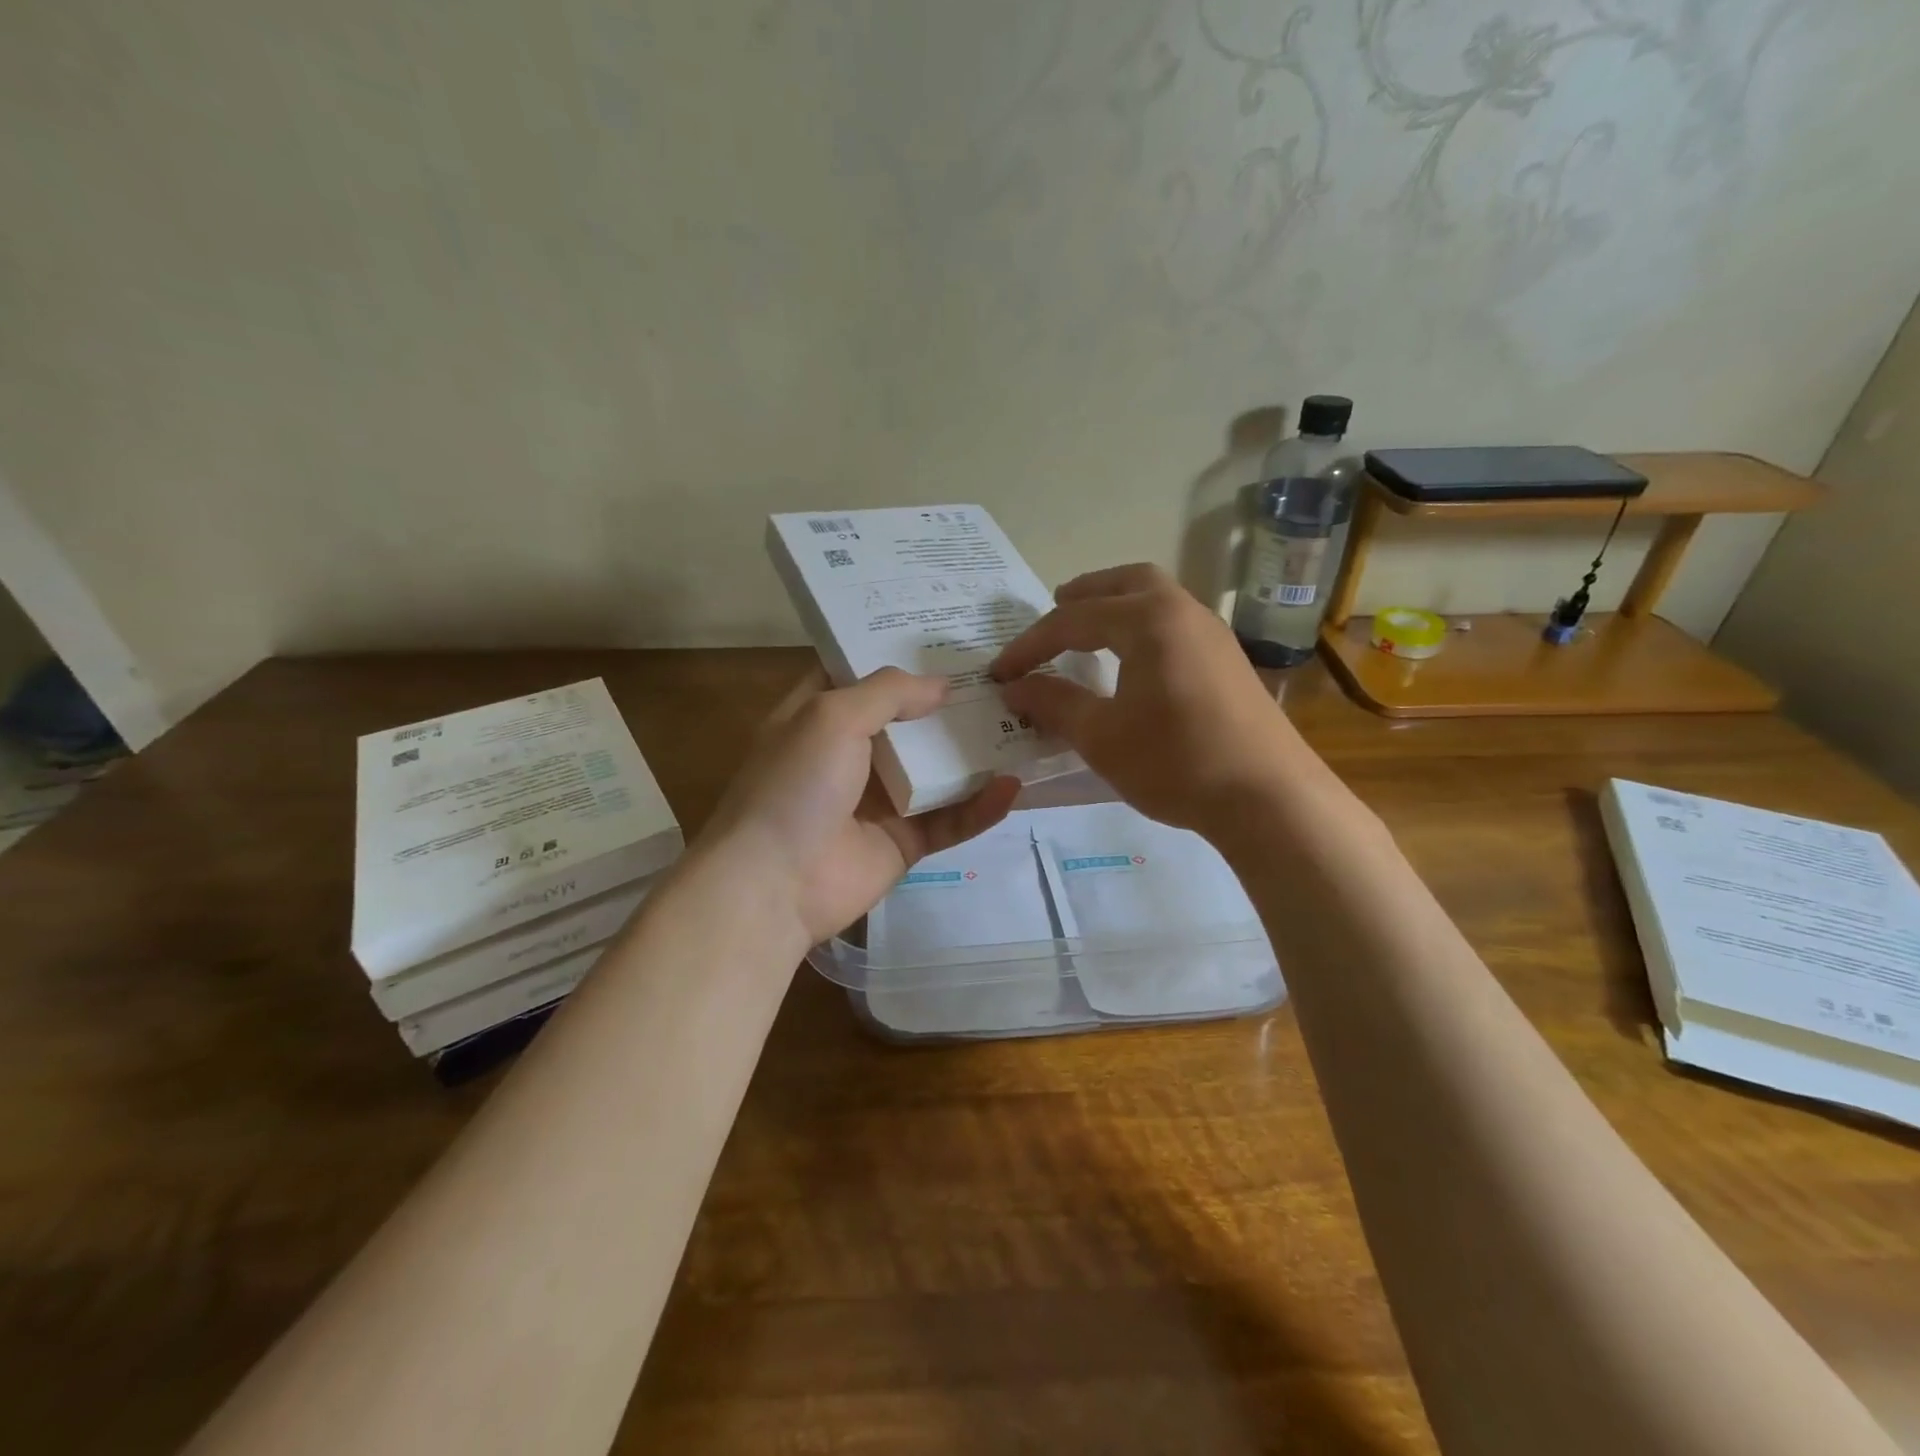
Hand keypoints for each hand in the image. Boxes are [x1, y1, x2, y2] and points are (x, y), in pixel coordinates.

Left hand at [699, 667, 1020, 946]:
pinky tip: (1011, 788)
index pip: (865, 675)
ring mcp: (881, 801)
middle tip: (1005, 678)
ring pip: (938, 771)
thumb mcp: (832, 716)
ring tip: (1024, 726)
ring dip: (976, 753)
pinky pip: (950, 820)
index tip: (949, 637)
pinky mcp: (904, 843)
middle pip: (911, 722)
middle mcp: (853, 754)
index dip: (902, 655)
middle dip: (952, 702)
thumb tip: (943, 685)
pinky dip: (980, 807)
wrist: (774, 884)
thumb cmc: (796, 784)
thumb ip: (889, 692)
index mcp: (822, 717)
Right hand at [991, 564, 1310, 838]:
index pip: (1073, 621)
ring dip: (1118, 607)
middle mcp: (1184, 613)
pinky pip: (1176, 625)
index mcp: (1148, 621)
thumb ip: (1054, 703)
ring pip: (1157, 600)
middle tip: (1055, 609)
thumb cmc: (1175, 762)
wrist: (1269, 798)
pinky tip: (1135, 663)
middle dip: (1085, 594)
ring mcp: (1214, 636)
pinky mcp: (1229, 662)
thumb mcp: (1101, 736)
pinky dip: (1143, 628)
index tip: (1001, 673)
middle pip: (1127, 583)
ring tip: (1090, 632)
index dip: (1030, 646)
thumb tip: (1015, 687)